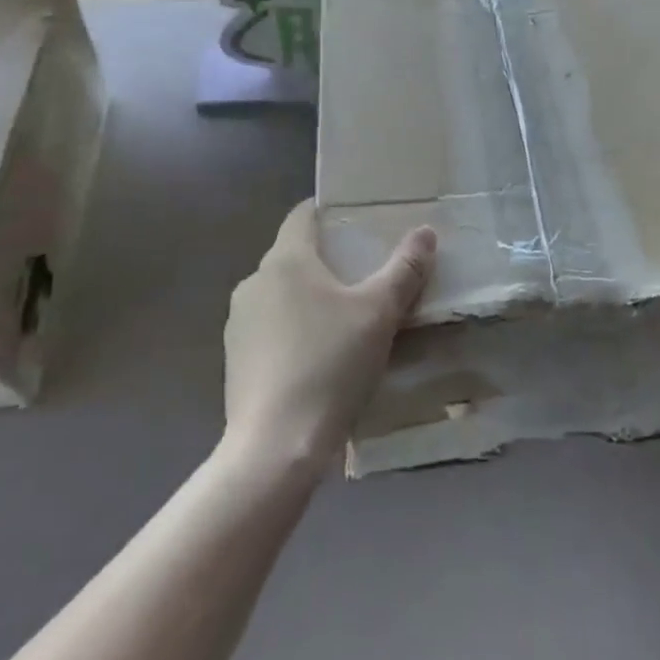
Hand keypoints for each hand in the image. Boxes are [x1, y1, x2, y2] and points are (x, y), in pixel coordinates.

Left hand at [222, 202, 434, 471]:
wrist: (274, 447)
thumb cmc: (329, 365)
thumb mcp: (379, 314)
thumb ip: (404, 269)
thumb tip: (425, 231)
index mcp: (285, 259)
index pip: (303, 214)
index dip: (329, 212)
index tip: (357, 221)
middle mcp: (255, 281)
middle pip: (294, 254)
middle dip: (327, 259)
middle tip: (365, 273)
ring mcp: (239, 321)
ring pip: (281, 293)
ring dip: (309, 297)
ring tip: (345, 318)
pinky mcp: (234, 358)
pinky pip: (269, 327)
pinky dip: (292, 329)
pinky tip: (317, 357)